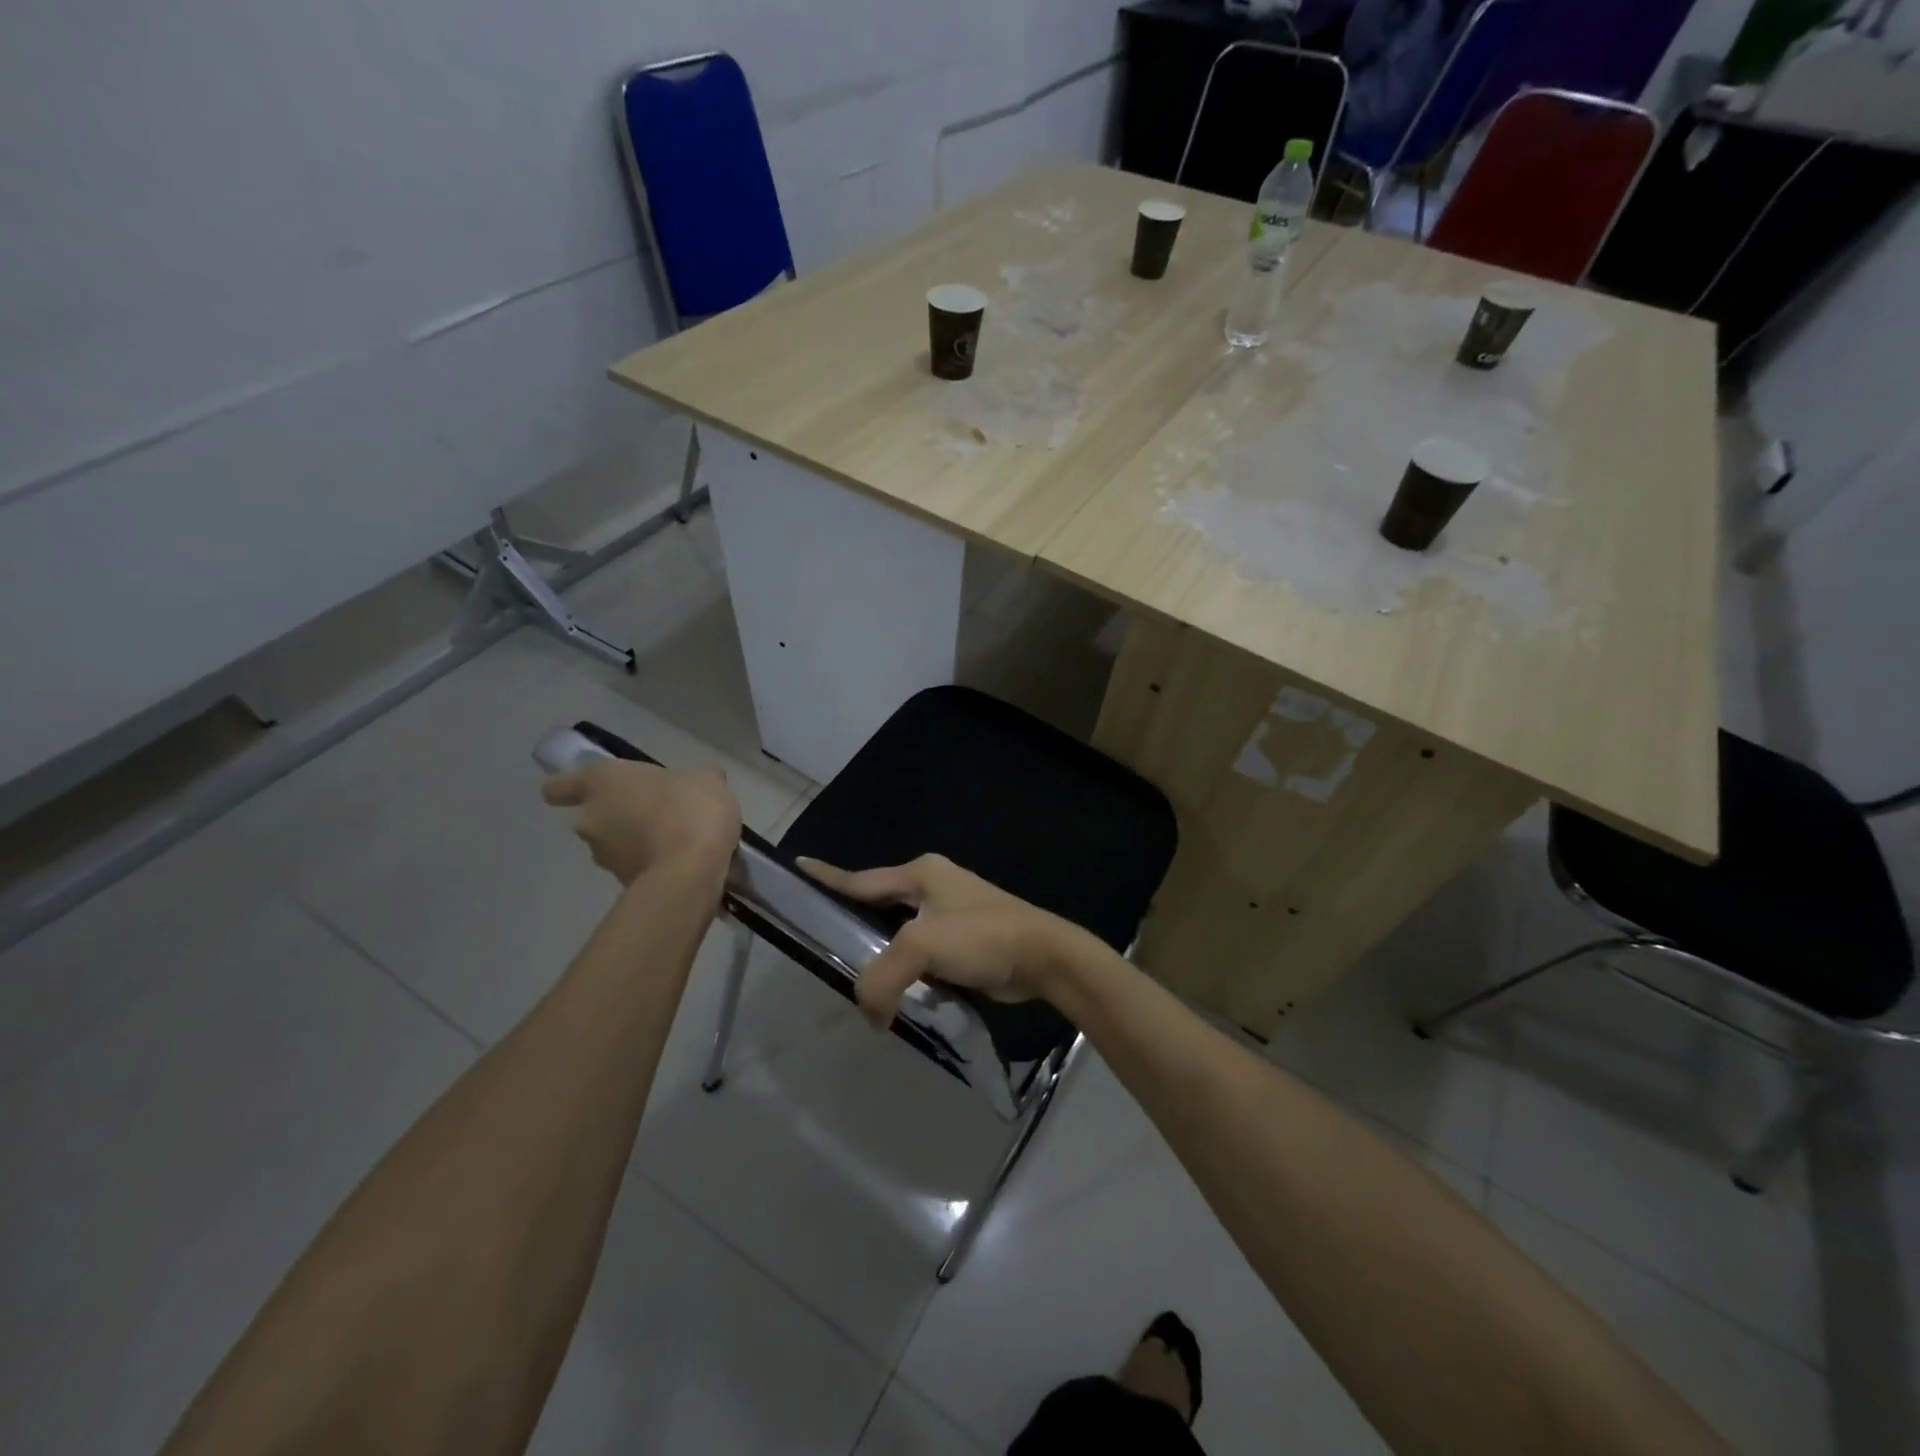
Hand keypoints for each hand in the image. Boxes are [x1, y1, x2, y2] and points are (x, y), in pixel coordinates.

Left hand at [542, 759, 740, 886]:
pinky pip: (634, 866)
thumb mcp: (707, 779)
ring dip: (637, 842)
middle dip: (621, 816)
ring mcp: (603, 856)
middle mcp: (591, 818)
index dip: (570, 788)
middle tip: (658, 813)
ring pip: (614, 843)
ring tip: (676, 840)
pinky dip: (652, 864)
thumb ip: (695, 778)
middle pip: (595, 815)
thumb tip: (697, 782)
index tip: (596, 789)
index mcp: (602, 781)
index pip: (558, 787)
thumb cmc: (689, 808)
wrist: (691, 871)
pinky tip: (683, 861)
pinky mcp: (620, 884)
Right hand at [796, 853, 1088, 1029]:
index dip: (828, 876)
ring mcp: (951, 913)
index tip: (798, 865)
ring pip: (901, 934)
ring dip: (884, 954)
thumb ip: (882, 978)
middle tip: (823, 944)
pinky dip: (909, 970)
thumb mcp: (922, 947)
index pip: (861, 878)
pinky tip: (898, 992)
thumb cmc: (982, 937)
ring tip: (855, 975)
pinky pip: (923, 955)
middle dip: (855, 925)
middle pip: (879, 906)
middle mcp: (933, 887)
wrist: (1044, 957)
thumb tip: (871, 1015)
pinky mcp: (964, 941)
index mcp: (921, 874)